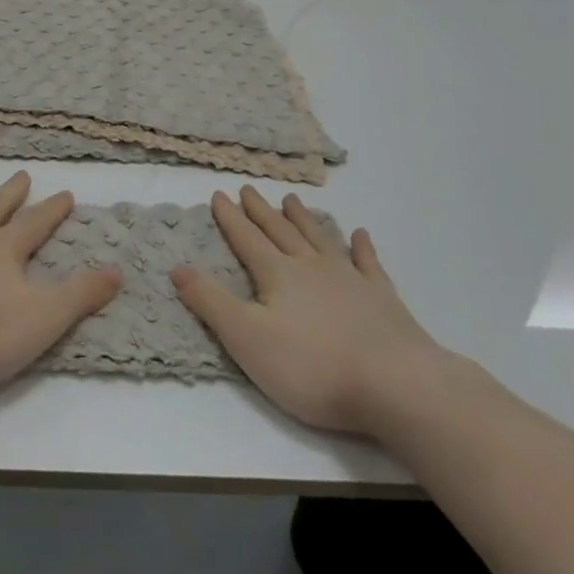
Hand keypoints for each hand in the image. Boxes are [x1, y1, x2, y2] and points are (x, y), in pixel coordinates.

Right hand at [171, 186, 446, 437]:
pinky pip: (369, 264)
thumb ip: (210, 302)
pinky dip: (362, 247)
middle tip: (249, 189)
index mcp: (277, 274)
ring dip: (303, 219)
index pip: (247, 239)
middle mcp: (311, 267)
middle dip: (261, 211)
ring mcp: (350, 280)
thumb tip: (177, 267)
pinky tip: (360, 235)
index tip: (219, 194)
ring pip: (320, 239)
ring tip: (291, 200)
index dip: (230, 218)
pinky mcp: (383, 299)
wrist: (396, 385)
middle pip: (280, 232)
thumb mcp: (246, 338)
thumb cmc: (312, 366)